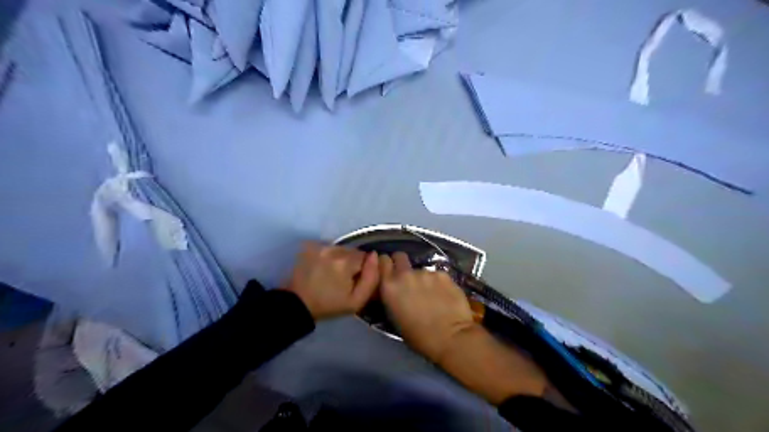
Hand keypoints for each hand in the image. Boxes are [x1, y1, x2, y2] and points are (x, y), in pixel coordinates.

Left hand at [281, 243, 377, 320]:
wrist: (297, 304)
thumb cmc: (329, 305)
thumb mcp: (356, 301)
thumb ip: (372, 278)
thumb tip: (375, 256)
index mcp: (346, 262)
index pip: (365, 257)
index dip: (363, 269)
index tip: (354, 280)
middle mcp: (333, 249)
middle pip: (352, 251)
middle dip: (351, 262)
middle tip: (343, 278)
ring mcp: (319, 246)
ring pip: (340, 248)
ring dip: (339, 258)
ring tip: (331, 273)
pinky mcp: (309, 245)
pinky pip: (327, 247)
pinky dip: (327, 255)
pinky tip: (322, 267)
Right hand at [377, 253, 474, 363]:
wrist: (450, 337)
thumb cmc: (419, 336)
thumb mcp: (395, 317)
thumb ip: (393, 296)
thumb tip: (395, 289)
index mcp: (390, 286)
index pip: (382, 261)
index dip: (386, 264)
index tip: (389, 270)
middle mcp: (405, 274)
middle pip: (400, 256)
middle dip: (401, 263)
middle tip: (408, 277)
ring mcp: (425, 272)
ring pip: (421, 269)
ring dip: (422, 278)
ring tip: (431, 294)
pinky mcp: (443, 274)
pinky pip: (436, 275)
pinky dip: (438, 282)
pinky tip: (444, 295)